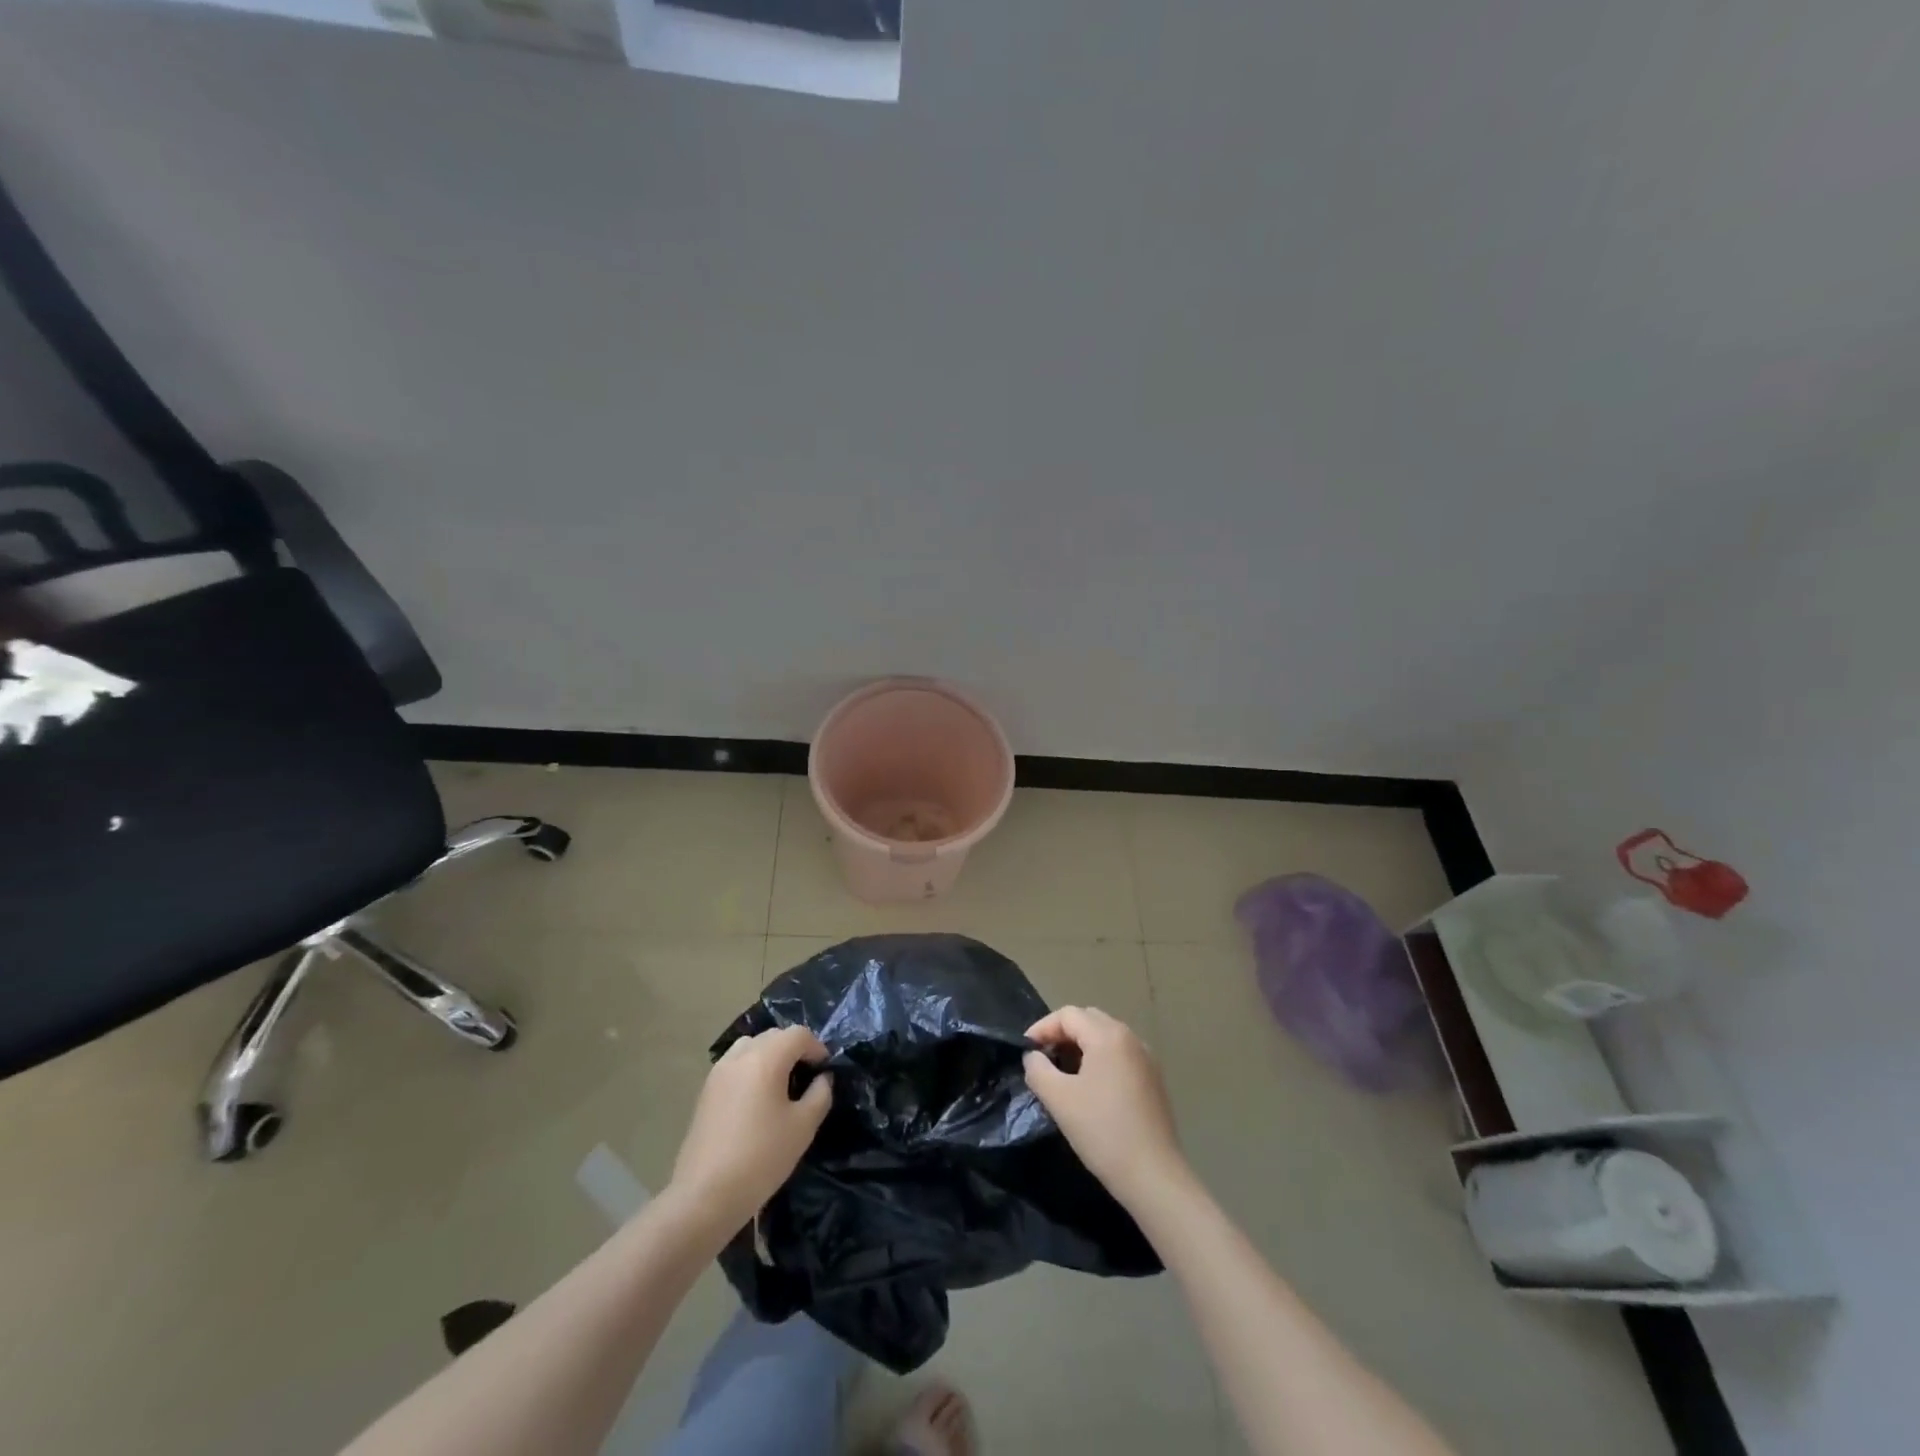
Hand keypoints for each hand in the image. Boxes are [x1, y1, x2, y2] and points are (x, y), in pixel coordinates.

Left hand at [670, 1026, 832, 1230]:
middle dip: (794, 1049)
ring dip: (770, 1055)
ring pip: (751, 1046)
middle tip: (806, 1077)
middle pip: (774, 1036)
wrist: (705, 1196)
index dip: (817, 1048)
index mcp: (766, 1058)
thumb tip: (822, 1078)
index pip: (798, 1034)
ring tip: (780, 1085)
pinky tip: (756, 1100)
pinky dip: (751, 1069)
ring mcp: (718, 1072)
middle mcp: (740, 1056)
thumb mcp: (803, 1127)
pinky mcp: (706, 1091)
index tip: (825, 1071)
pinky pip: (735, 1065)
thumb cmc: (761, 1158)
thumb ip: (819, 1095)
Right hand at [1023, 1006, 1186, 1207]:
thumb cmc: (1102, 1131)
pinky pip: (1120, 1055)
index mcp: (1108, 1036)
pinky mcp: (1153, 1080)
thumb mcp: (1059, 1099)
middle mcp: (1130, 1038)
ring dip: (1081, 1046)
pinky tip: (1089, 1087)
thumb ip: (1038, 1069)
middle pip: (1089, 1020)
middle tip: (1043, 1057)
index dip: (1042, 1027)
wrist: (1153, 1175)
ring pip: (1106, 1037)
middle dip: (1062, 1033)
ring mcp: (1146, 1058)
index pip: (1068, 1015)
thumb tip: (1033, 1056)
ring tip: (1062, 1072)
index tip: (1025, 1050)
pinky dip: (1099, 1059)